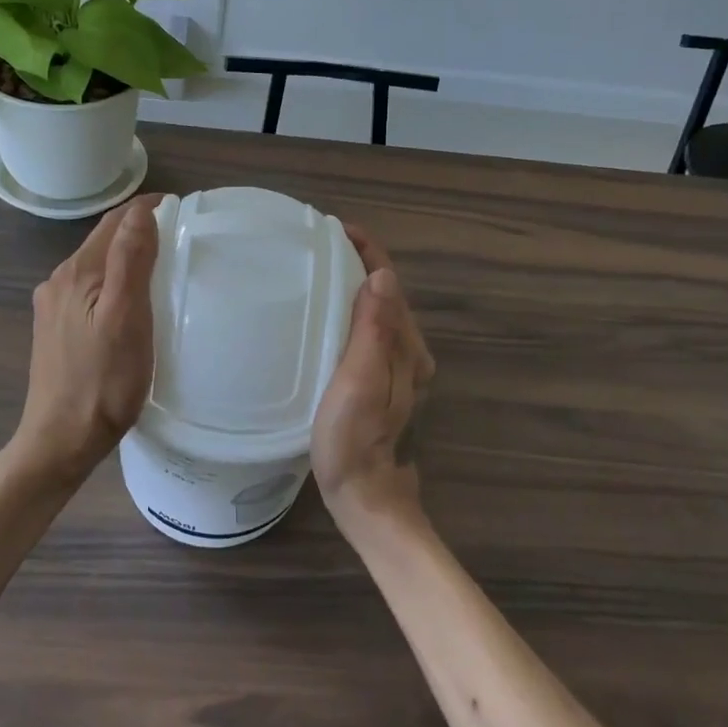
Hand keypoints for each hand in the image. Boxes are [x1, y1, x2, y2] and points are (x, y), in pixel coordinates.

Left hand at [7, 195, 160, 487]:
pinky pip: (89, 290)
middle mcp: (58, 281)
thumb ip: (131, 260)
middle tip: (179, 236)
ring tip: (161, 265)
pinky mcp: (55, 329)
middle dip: (138, 229)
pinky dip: (113, 282)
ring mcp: (53, 306)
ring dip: (126, 256)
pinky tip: (130, 302)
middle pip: (103, 241)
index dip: (147, 209)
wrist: (60, 441)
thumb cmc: (103, 382)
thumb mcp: (126, 318)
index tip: (182, 209)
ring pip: (96, 266)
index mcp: (77, 272)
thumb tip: (141, 210)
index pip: (115, 221)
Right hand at [311, 227, 435, 526]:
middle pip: (387, 293)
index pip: (390, 283)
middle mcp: (409, 352)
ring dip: (355, 283)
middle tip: (318, 243)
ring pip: (378, 310)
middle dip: (359, 261)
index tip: (335, 228)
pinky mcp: (382, 380)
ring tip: (320, 267)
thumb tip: (383, 277)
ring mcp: (397, 367)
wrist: (365, 498)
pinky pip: (370, 330)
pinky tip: (328, 312)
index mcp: (406, 348)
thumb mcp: (359, 384)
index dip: (367, 251)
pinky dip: (351, 309)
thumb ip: (374, 332)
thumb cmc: (353, 442)